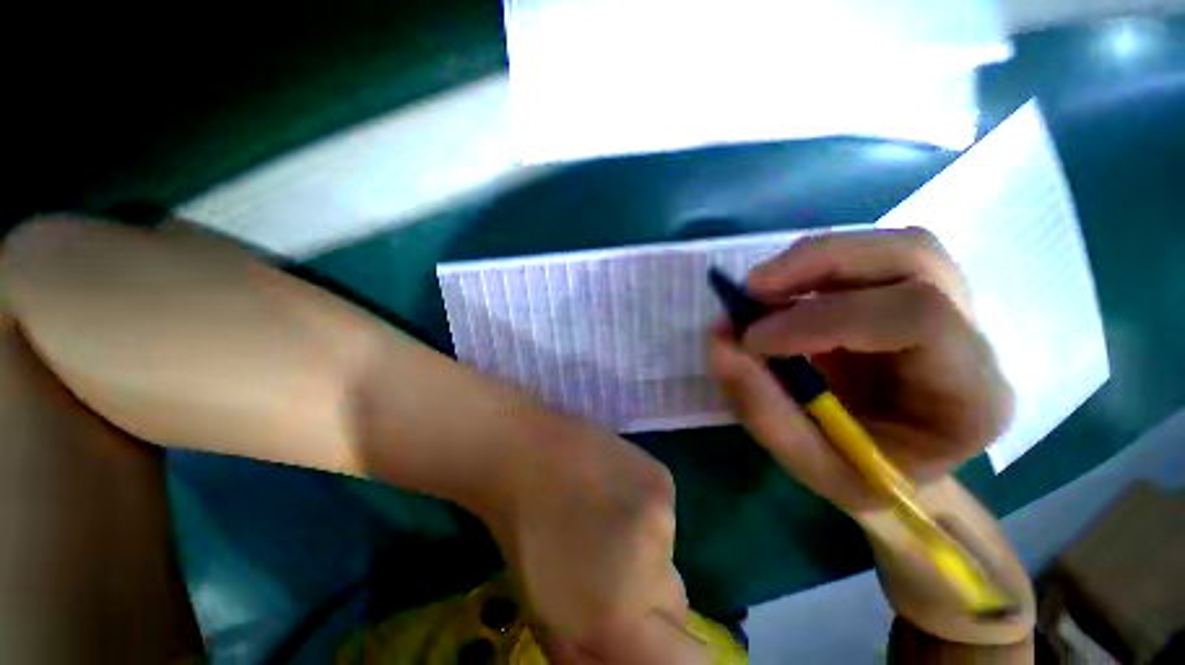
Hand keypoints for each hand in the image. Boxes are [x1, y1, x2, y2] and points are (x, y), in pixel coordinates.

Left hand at [484, 413, 707, 663]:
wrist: (526, 454)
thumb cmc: (525, 537)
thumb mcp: (549, 617)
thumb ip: (596, 656)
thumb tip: (637, 655)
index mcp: (619, 616)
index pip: (690, 662)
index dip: (681, 656)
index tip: (653, 634)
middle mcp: (654, 566)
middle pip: (677, 606)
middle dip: (651, 601)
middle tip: (611, 570)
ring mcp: (663, 513)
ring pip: (669, 556)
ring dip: (646, 552)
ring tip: (605, 519)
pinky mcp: (663, 477)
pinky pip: (665, 514)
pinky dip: (645, 512)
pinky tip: (613, 489)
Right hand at [708, 228, 1013, 511]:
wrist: (889, 463)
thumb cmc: (859, 474)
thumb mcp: (807, 461)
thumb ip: (760, 405)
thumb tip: (718, 340)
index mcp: (971, 399)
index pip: (918, 319)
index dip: (822, 318)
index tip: (751, 338)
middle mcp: (974, 340)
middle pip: (915, 256)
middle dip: (819, 264)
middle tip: (750, 290)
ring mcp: (950, 307)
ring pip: (892, 246)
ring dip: (813, 258)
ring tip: (759, 289)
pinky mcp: (912, 293)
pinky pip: (868, 256)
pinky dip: (813, 264)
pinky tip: (782, 292)